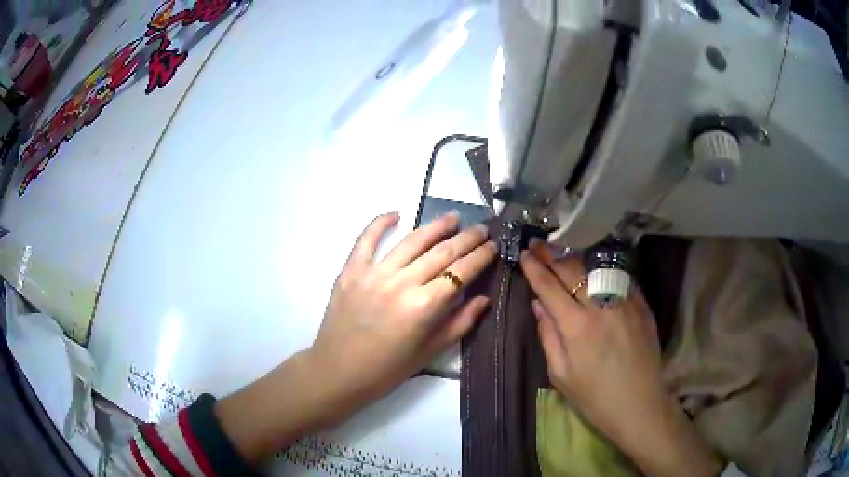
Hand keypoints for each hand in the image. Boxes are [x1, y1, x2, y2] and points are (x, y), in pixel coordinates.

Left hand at [217, 212, 495, 460]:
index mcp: (423, 306)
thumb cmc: (387, 370)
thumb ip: (459, 323)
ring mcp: (373, 273)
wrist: (337, 372)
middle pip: (441, 252)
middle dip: (466, 238)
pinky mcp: (351, 271)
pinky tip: (396, 213)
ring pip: (411, 241)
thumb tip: (484, 299)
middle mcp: (401, 283)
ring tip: (452, 217)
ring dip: (435, 226)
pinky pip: (366, 240)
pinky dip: (380, 224)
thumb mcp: (429, 353)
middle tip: (482, 228)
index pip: (460, 273)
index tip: (493, 246)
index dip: (480, 257)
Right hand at [520, 241, 721, 476]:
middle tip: (540, 244)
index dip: (535, 269)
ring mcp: (625, 304)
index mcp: (576, 328)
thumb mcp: (561, 375)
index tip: (525, 254)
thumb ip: (548, 337)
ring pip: (598, 270)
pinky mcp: (642, 307)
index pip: (550, 288)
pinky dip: (605, 272)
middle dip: (552, 256)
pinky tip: (598, 269)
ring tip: (564, 251)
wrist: (639, 405)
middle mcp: (601, 307)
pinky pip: (621, 280)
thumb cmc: (594, 397)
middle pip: (573, 272)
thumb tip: (538, 305)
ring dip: (577, 259)